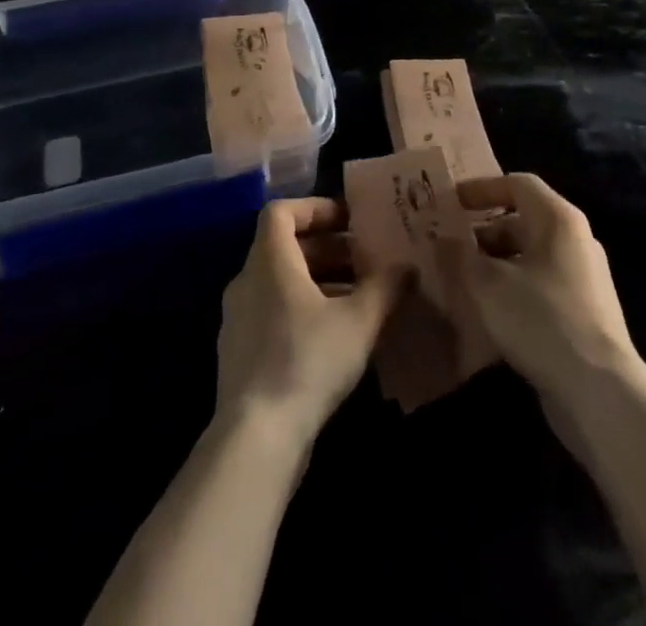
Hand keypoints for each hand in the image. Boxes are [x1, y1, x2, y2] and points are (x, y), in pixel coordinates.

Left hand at [215, 198, 401, 446]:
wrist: (255, 439)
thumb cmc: (307, 361)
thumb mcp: (358, 320)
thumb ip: (385, 287)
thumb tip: (407, 267)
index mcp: (269, 261)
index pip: (282, 211)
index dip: (315, 208)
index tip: (348, 220)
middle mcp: (246, 282)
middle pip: (284, 247)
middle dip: (328, 249)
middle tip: (365, 261)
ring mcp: (238, 320)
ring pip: (281, 283)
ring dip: (319, 282)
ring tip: (358, 299)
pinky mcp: (240, 354)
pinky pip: (273, 313)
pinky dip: (303, 311)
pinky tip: (335, 337)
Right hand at [437, 173, 638, 406]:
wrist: (599, 392)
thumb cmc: (541, 320)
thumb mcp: (488, 285)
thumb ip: (459, 257)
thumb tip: (440, 240)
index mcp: (558, 219)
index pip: (517, 184)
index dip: (481, 188)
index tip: (451, 202)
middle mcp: (574, 240)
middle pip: (522, 222)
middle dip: (482, 233)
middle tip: (447, 248)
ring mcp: (582, 278)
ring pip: (528, 258)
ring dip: (493, 265)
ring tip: (459, 282)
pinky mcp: (583, 313)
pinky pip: (539, 287)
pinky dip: (511, 290)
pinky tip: (486, 314)